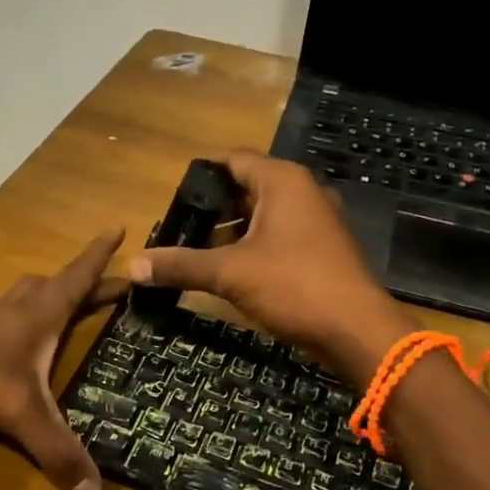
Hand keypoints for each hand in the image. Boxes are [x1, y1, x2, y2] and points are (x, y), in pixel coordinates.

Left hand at [0, 230, 127, 489]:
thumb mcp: (19, 415)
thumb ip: (57, 451)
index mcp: (39, 314)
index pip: (78, 277)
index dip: (100, 255)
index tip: (117, 227)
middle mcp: (16, 308)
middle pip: (55, 284)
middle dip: (84, 282)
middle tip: (108, 285)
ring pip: (25, 295)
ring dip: (49, 295)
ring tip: (63, 307)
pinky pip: (3, 315)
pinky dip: (20, 317)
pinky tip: (15, 340)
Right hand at [126, 150, 409, 386]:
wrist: (357, 330)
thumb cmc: (294, 286)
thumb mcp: (229, 274)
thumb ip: (181, 265)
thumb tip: (133, 267)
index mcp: (283, 182)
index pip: (235, 159)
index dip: (203, 171)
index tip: (174, 191)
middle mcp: (304, 192)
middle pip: (249, 186)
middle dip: (215, 205)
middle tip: (182, 225)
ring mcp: (318, 221)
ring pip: (266, 213)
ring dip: (234, 228)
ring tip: (200, 249)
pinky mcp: (323, 249)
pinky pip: (281, 235)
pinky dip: (255, 245)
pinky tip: (233, 269)